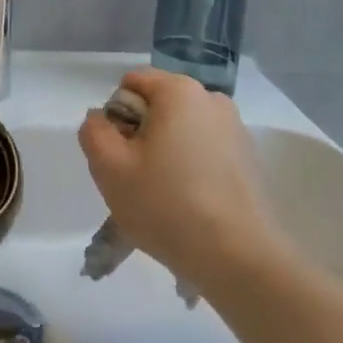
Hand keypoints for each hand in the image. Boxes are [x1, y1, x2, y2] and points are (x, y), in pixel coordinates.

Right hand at [78, 69, 279, 284]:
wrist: (239, 258)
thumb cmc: (167, 205)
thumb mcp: (109, 168)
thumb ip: (94, 132)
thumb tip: (102, 119)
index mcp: (179, 91)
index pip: (131, 83)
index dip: (116, 117)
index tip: (121, 155)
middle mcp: (212, 99)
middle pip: (158, 106)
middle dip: (141, 136)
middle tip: (138, 179)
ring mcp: (236, 129)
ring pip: (182, 131)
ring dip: (166, 154)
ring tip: (164, 197)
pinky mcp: (249, 160)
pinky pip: (205, 152)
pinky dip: (191, 169)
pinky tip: (190, 205)